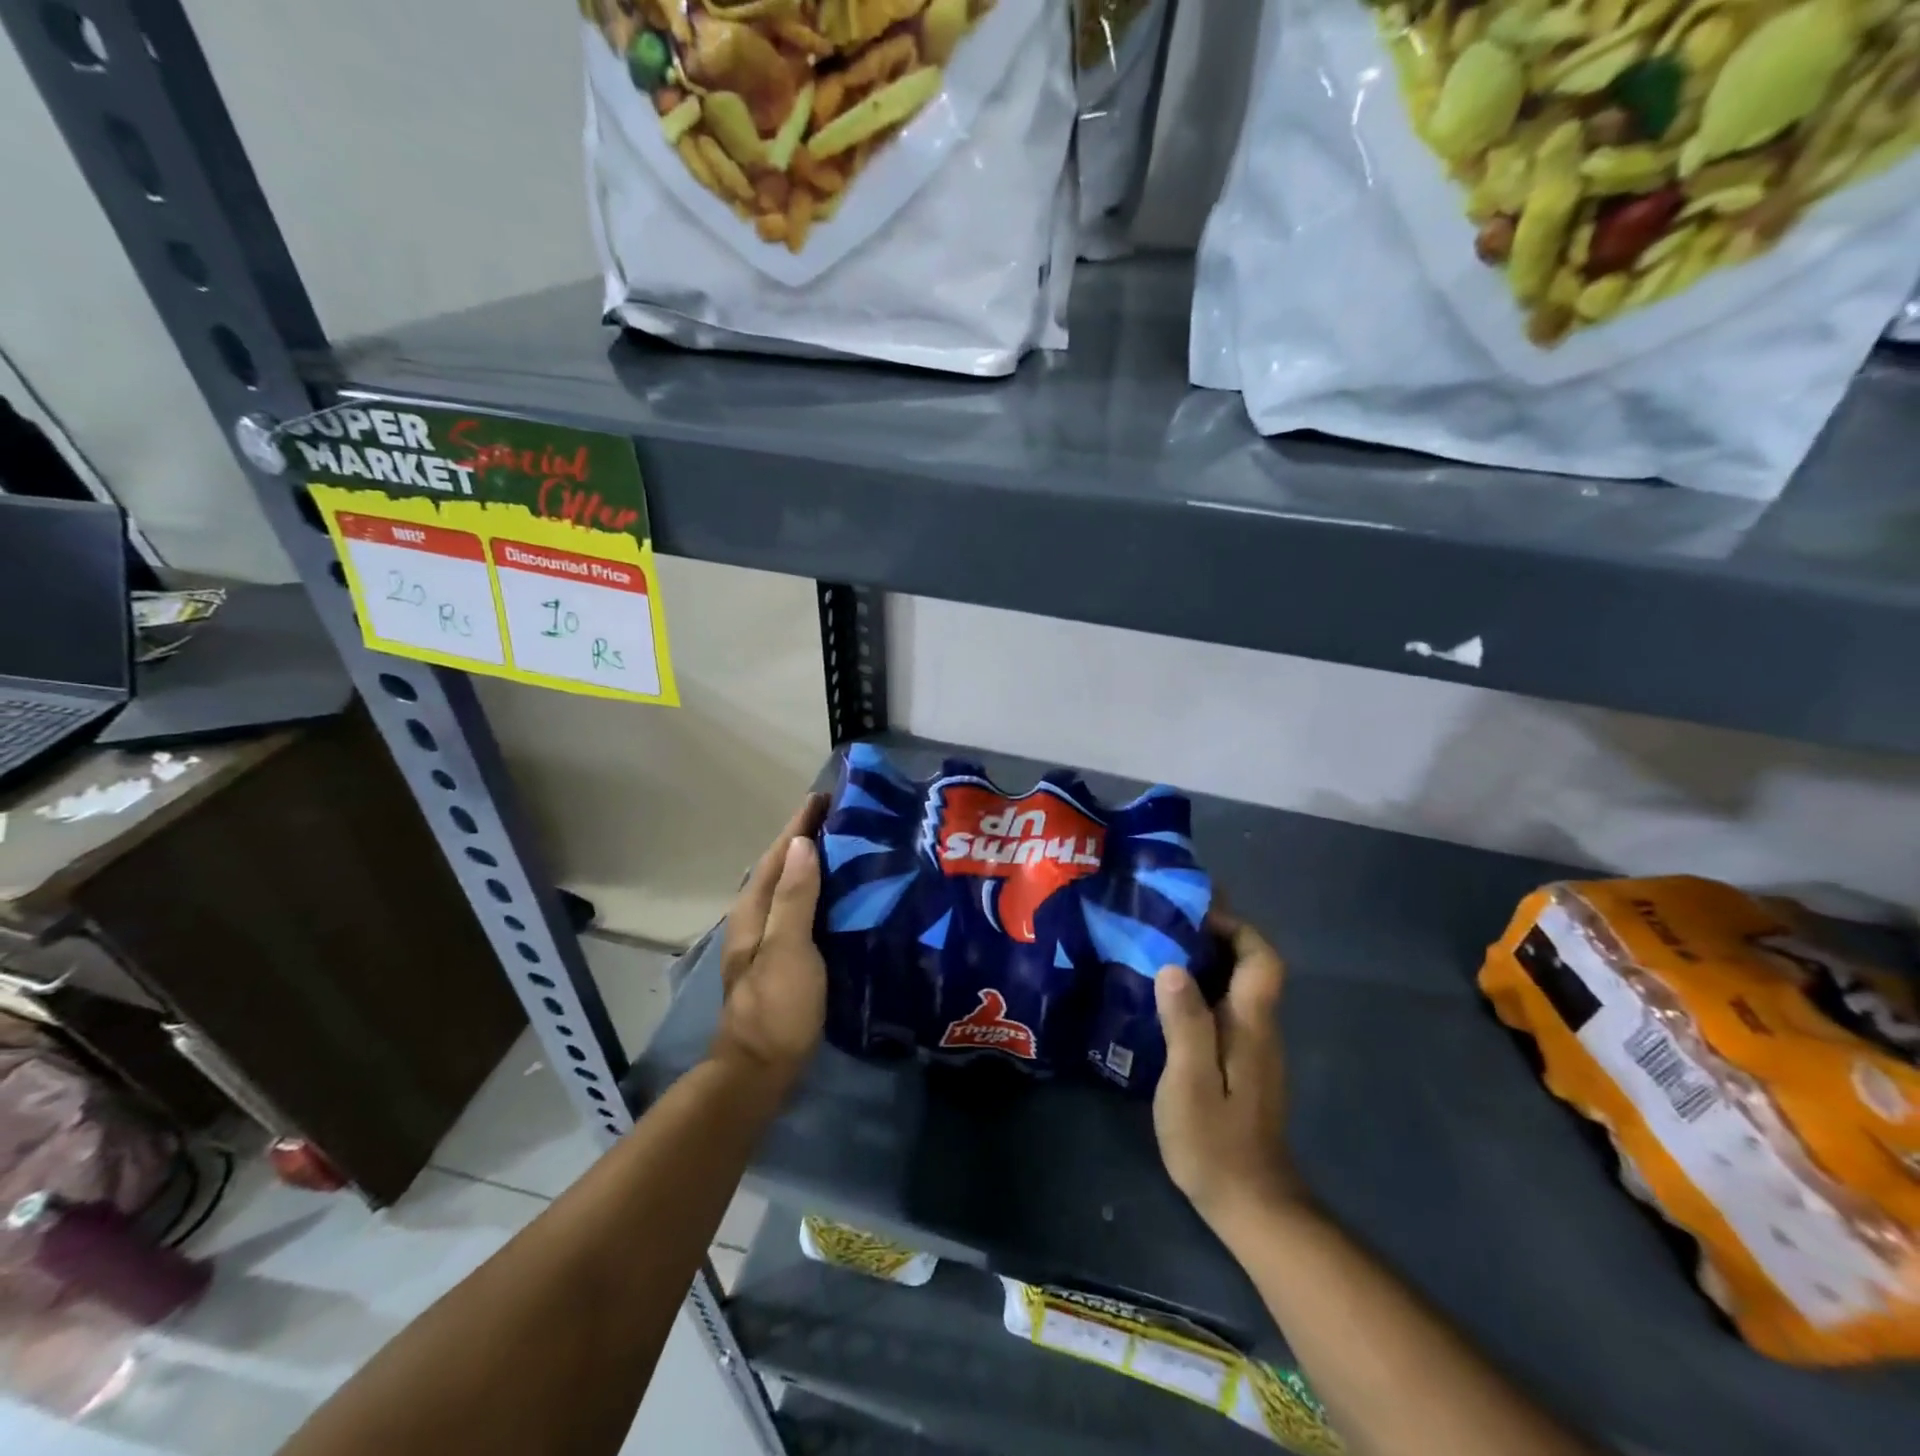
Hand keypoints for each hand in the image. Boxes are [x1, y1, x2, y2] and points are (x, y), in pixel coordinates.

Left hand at [709, 795, 828, 1090]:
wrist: (759, 1071)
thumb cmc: (776, 1007)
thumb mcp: (787, 949)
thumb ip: (795, 897)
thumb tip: (802, 843)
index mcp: (753, 911)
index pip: (778, 854)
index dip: (799, 824)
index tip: (824, 797)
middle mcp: (756, 919)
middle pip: (783, 868)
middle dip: (808, 839)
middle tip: (846, 818)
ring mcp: (769, 941)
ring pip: (793, 890)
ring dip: (815, 865)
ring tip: (850, 847)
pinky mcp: (785, 960)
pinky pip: (803, 912)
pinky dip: (821, 894)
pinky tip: (844, 898)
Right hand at [1153, 910, 1303, 1232]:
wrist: (1250, 1204)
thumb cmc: (1216, 1142)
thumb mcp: (1190, 1082)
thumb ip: (1186, 1023)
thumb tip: (1173, 966)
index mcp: (1251, 1024)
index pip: (1262, 958)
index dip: (1235, 927)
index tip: (1194, 913)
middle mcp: (1259, 1027)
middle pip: (1250, 965)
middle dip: (1215, 935)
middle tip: (1166, 922)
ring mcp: (1251, 1047)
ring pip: (1236, 985)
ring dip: (1205, 960)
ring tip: (1157, 948)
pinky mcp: (1239, 1064)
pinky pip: (1224, 1008)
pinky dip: (1200, 988)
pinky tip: (1165, 997)